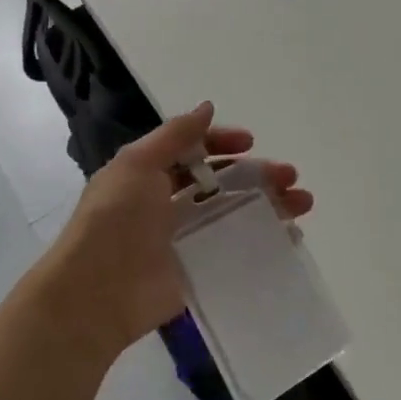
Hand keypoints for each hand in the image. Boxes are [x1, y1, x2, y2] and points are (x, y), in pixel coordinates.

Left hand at [32, 103, 313, 362]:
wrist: (98, 293)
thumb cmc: (116, 220)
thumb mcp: (138, 164)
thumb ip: (175, 135)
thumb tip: (208, 107)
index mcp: (150, 174)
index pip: (192, 151)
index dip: (221, 143)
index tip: (250, 142)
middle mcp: (168, 203)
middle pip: (221, 182)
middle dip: (257, 175)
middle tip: (290, 176)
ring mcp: (185, 238)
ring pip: (234, 213)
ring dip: (268, 204)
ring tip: (302, 203)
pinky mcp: (198, 270)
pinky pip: (235, 250)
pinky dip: (263, 241)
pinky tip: (290, 237)